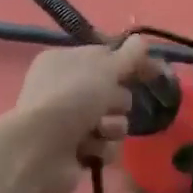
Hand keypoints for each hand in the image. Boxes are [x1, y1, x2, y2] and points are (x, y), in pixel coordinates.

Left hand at [5, 37, 161, 192]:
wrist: (39, 150)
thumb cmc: (71, 98)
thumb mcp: (105, 67)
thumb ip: (130, 55)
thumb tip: (143, 40)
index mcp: (65, 62)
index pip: (107, 57)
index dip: (130, 63)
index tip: (153, 70)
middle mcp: (65, 90)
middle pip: (114, 92)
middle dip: (118, 101)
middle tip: (108, 104)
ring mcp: (69, 123)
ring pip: (114, 121)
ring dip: (112, 127)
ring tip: (99, 131)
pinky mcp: (75, 152)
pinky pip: (106, 146)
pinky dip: (101, 148)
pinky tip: (88, 149)